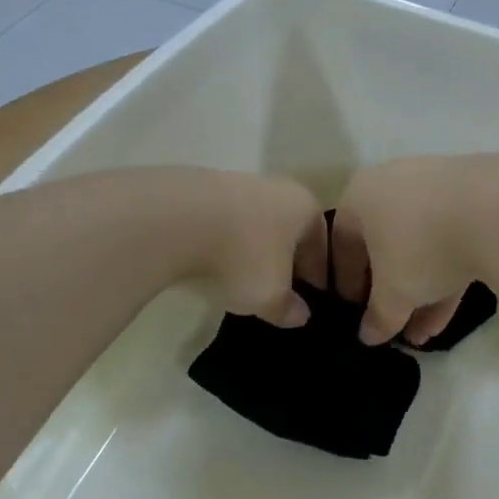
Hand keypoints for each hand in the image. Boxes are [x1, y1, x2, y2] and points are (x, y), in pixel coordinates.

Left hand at [190, 171, 328, 327]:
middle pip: (289, 228)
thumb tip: (300, 315)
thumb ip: (288, 308)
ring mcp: (238, 183)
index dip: (318, 272)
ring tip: (243, 276)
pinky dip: (226, 240)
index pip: (321, 242)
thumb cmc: (242, 256)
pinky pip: (225, 220)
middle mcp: (277, 188)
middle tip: (280, 286)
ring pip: (256, 222)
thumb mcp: (269, 296)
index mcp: (304, 207)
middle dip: (287, 257)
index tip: (313, 294)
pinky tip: (213, 260)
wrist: (177, 219)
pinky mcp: (202, 187)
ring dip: (254, 247)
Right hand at [331, 157, 480, 345]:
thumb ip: (378, 316)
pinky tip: (448, 316)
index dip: (347, 284)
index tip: (356, 313)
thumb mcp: (394, 293)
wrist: (495, 210)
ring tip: (421, 335)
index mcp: (360, 195)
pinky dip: (446, 275)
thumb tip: (368, 336)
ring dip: (419, 291)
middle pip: (383, 243)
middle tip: (391, 322)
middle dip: (388, 291)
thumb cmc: (421, 247)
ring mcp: (436, 186)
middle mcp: (393, 183)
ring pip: (420, 245)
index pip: (342, 244)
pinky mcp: (474, 197)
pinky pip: (450, 239)